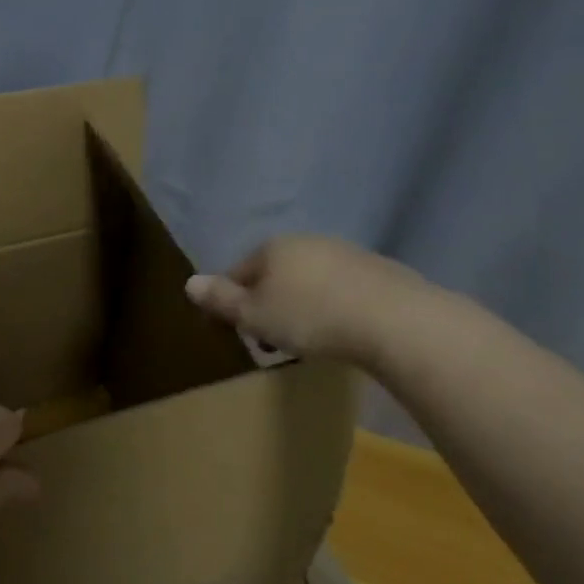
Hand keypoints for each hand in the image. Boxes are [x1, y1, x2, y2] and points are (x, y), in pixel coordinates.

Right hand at [185, 235, 421, 362]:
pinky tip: (339, 331)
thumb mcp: (254, 315)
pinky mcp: (377, 271)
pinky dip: (331, 307)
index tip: (237, 333)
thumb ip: (220, 299)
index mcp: (272, 248)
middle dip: (267, 305)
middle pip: (273, 275)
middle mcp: (306, 242)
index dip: (231, 304)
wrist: (393, 320)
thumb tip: (189, 283)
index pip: (237, 273)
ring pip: (307, 281)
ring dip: (299, 306)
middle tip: (270, 341)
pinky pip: (339, 290)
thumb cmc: (310, 317)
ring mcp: (344, 253)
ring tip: (306, 341)